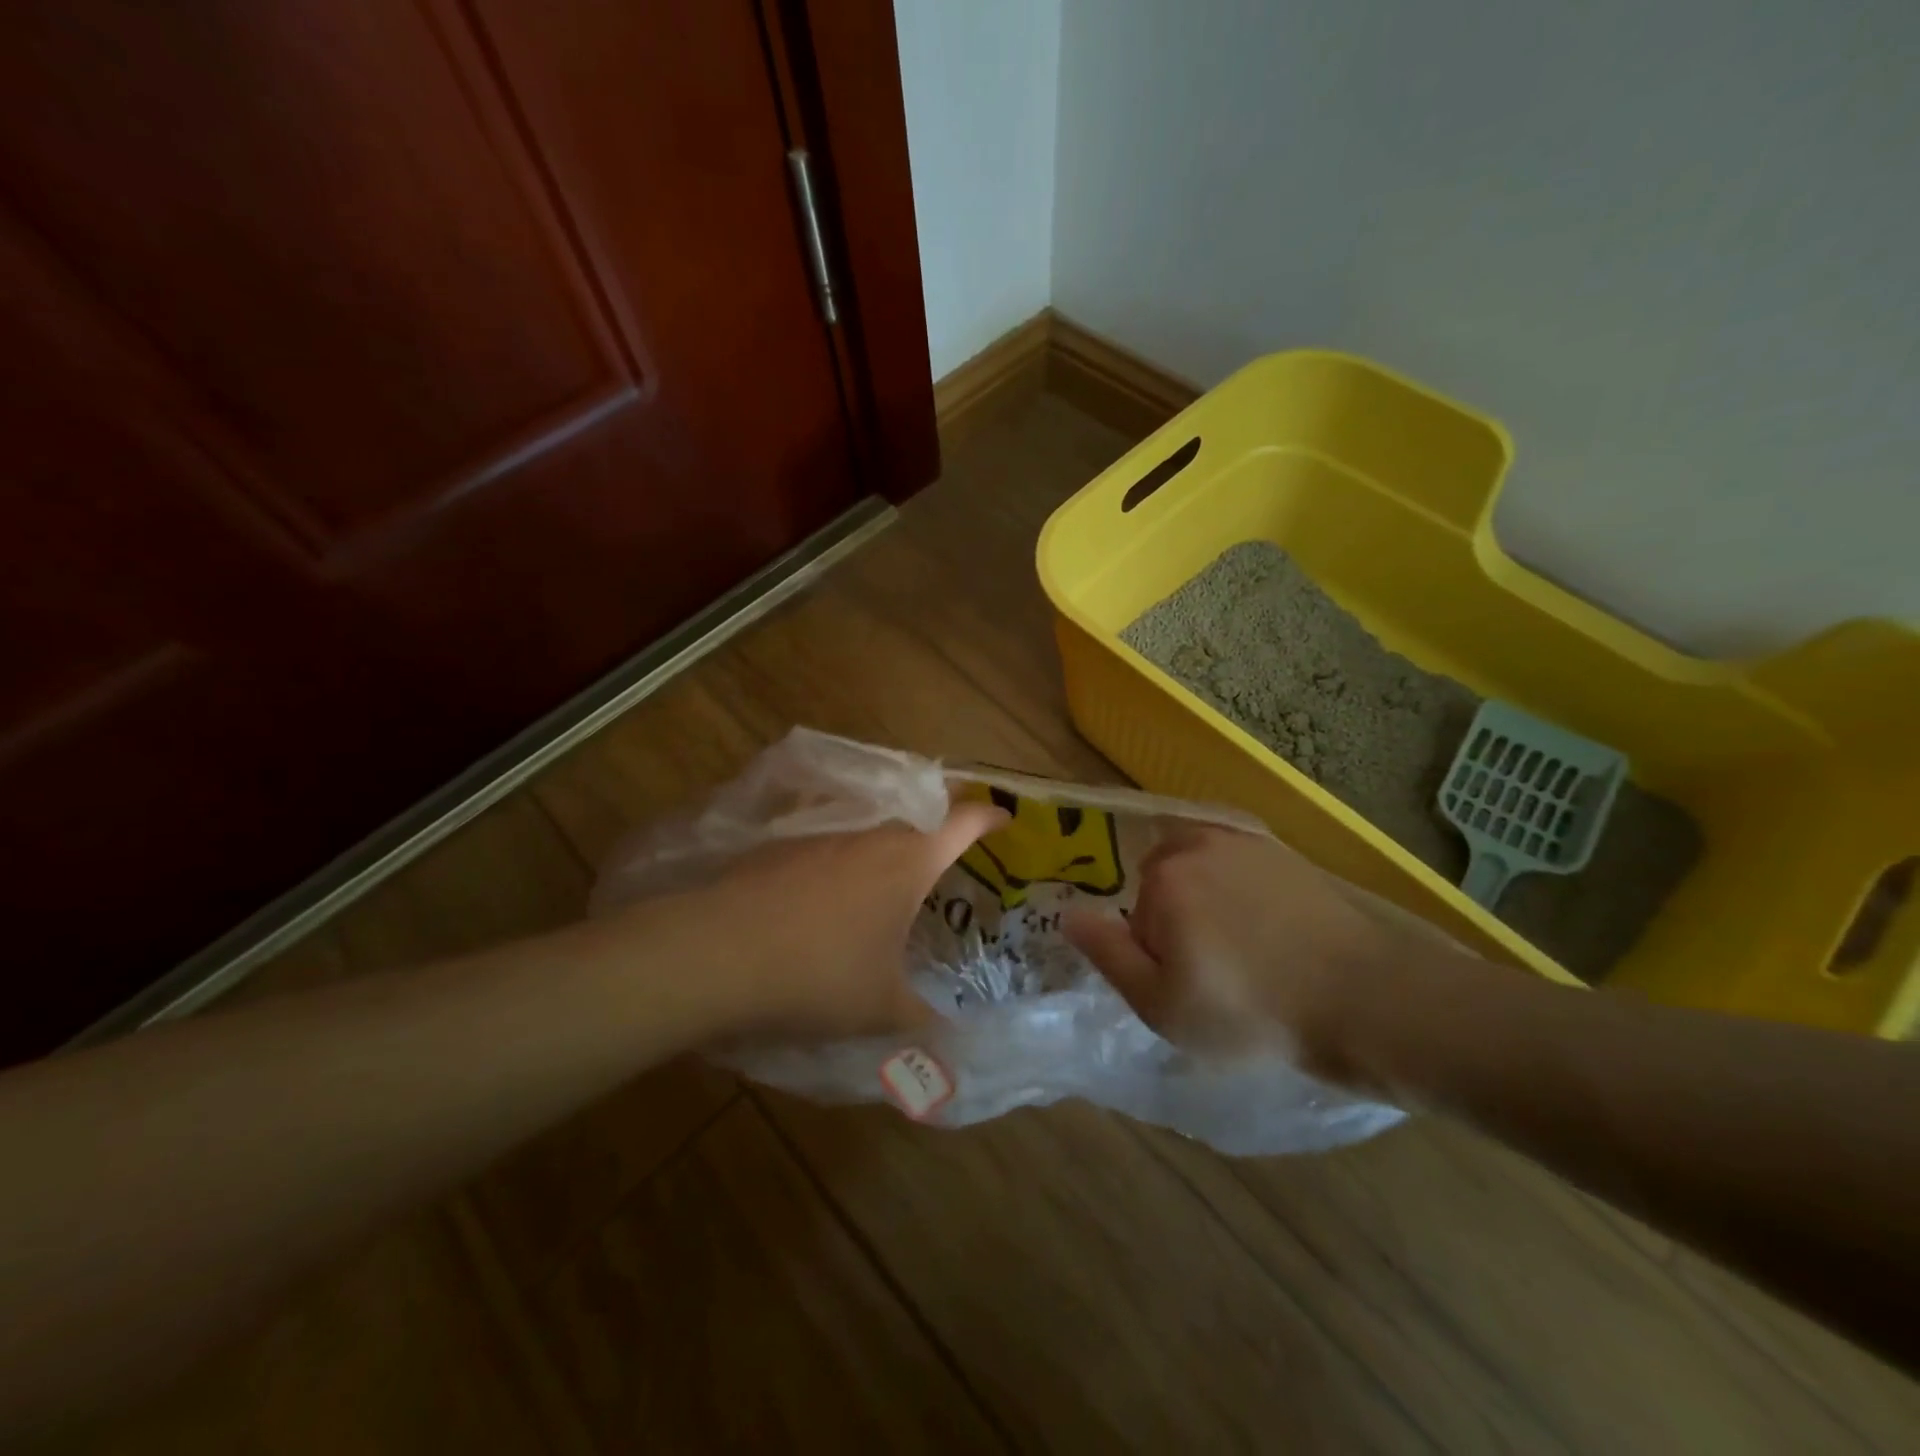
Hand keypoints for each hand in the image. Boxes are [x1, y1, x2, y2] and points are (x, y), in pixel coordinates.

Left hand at [599, 802, 1007, 1042]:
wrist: (715, 953)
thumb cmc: (818, 975)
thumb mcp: (881, 1009)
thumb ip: (925, 1024)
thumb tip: (956, 1051)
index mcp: (908, 860)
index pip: (964, 821)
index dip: (990, 818)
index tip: (1007, 820)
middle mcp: (869, 834)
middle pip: (916, 819)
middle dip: (938, 835)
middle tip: (950, 866)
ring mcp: (820, 834)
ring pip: (868, 829)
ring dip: (887, 848)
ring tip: (891, 884)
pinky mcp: (779, 845)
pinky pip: (827, 842)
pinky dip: (841, 861)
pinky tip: (829, 897)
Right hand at [1063, 823, 1449, 1083]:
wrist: (1364, 998)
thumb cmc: (1251, 1011)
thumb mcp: (1161, 1004)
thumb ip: (1107, 953)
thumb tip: (1068, 913)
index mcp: (1164, 878)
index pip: (1136, 916)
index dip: (1156, 957)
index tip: (1192, 989)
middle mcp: (1199, 844)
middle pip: (1165, 885)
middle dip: (1179, 923)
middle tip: (1217, 973)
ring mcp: (1248, 843)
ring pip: (1203, 874)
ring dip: (1212, 906)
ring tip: (1248, 954)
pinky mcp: (1287, 854)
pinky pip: (1241, 869)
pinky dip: (1245, 895)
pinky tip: (1273, 934)